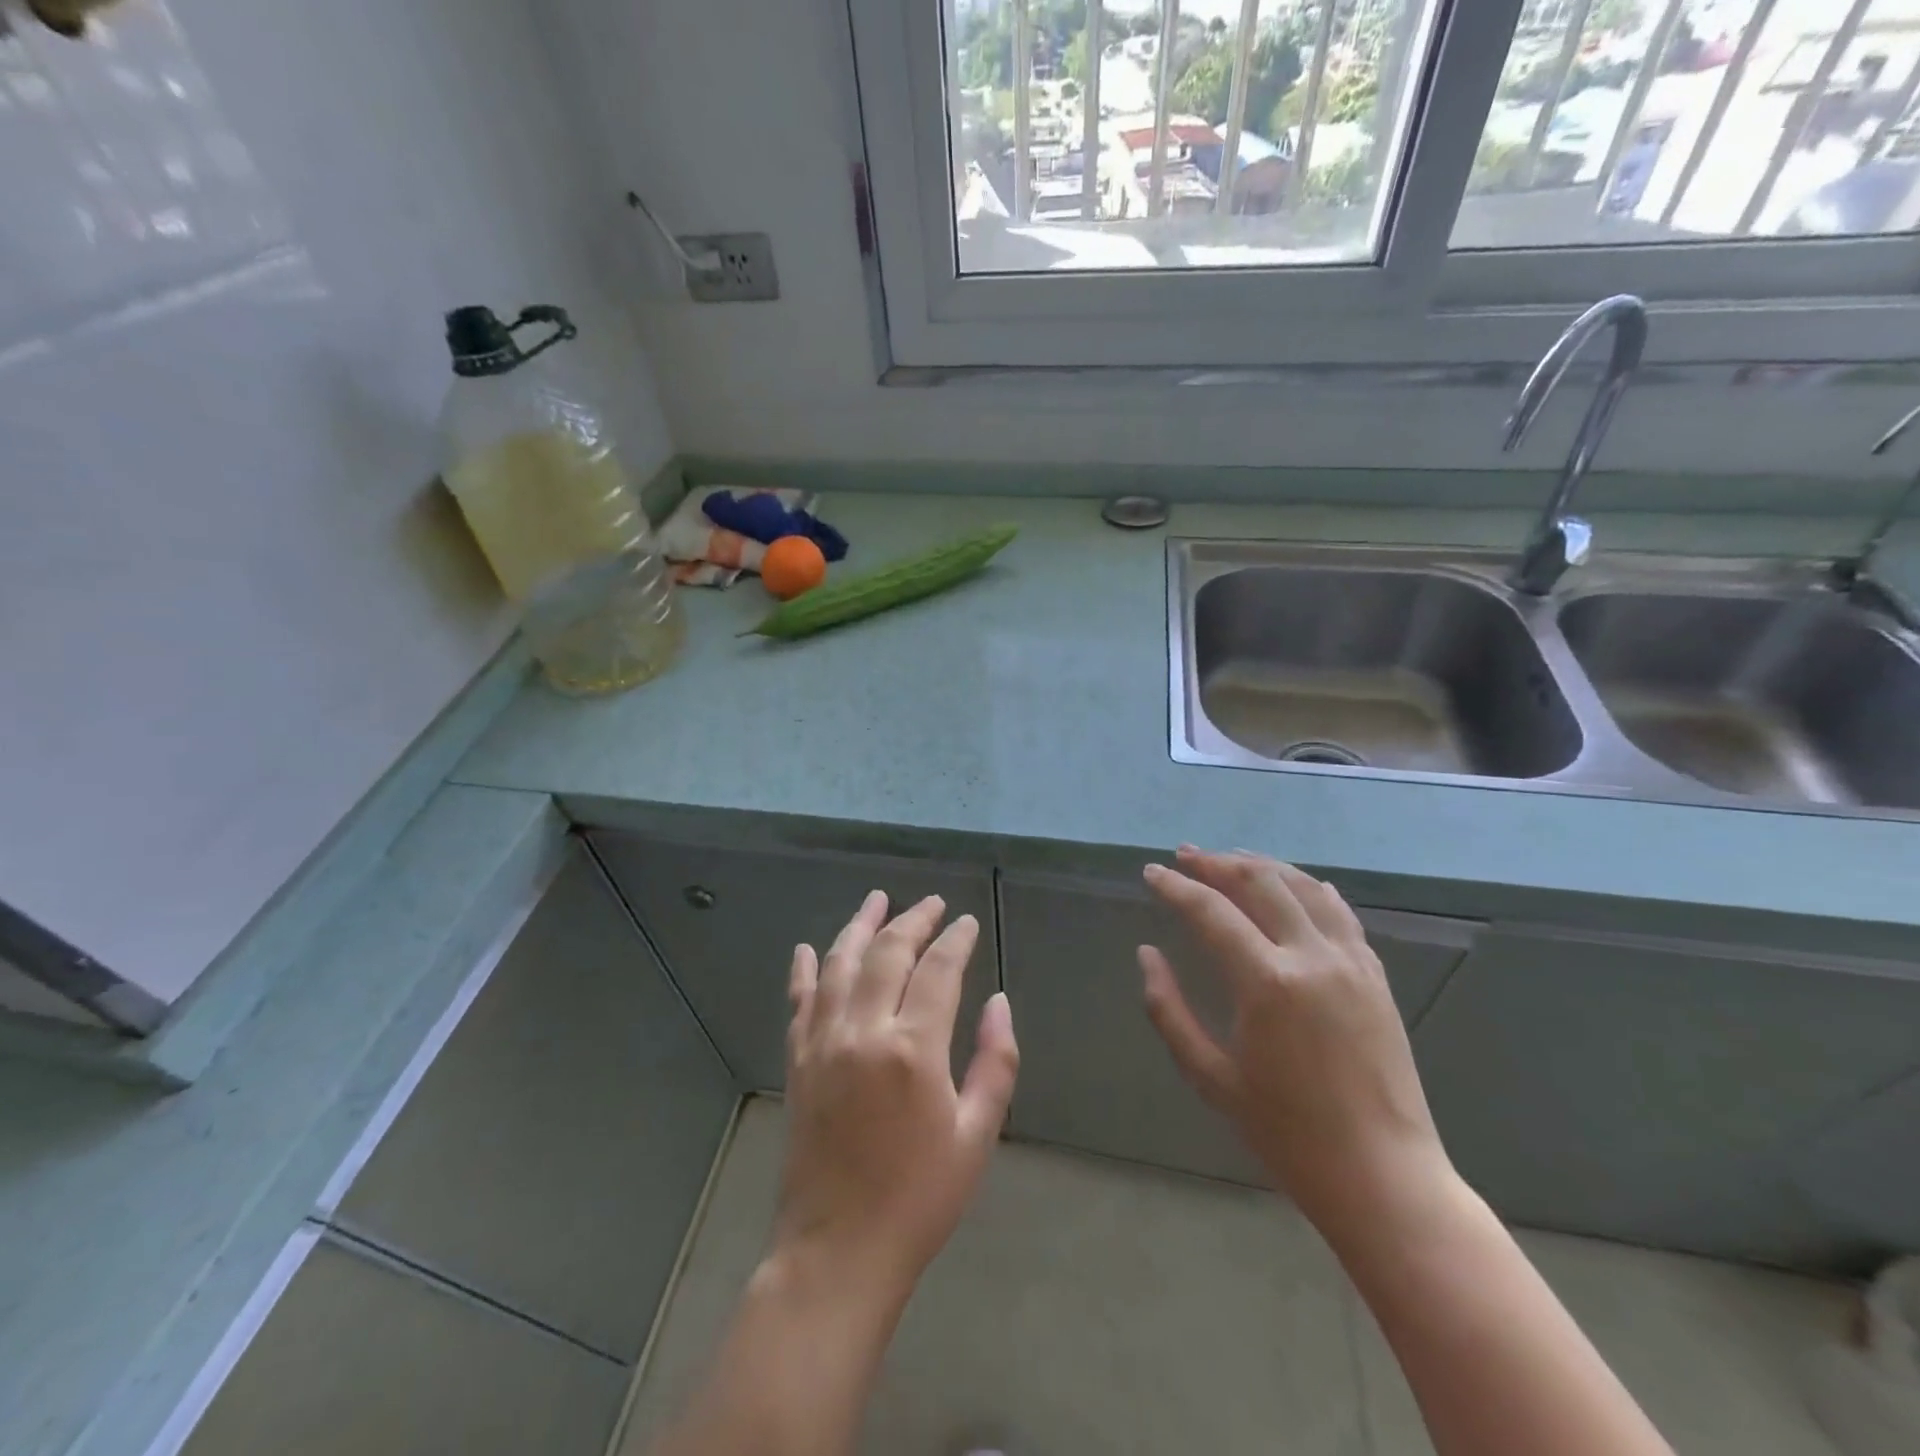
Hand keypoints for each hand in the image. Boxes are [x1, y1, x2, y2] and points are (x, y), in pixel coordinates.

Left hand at [774, 891, 1019, 1302]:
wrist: (839, 1250)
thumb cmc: (919, 1197)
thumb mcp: (977, 1135)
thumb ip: (995, 1062)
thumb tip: (999, 1002)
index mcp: (913, 1048)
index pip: (939, 970)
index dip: (956, 940)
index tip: (967, 923)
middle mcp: (863, 1031)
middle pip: (888, 953)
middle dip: (913, 920)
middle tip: (933, 904)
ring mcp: (823, 1042)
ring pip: (840, 964)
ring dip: (859, 926)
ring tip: (876, 899)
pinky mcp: (798, 1061)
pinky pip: (799, 1001)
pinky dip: (803, 970)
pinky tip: (807, 948)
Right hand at [1140, 846, 1451, 1228]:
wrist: (1382, 1176)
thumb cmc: (1286, 1133)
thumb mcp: (1210, 1076)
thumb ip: (1169, 1010)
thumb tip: (1147, 954)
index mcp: (1266, 982)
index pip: (1210, 912)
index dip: (1176, 887)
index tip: (1151, 872)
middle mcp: (1311, 956)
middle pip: (1259, 882)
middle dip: (1216, 863)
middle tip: (1185, 855)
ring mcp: (1351, 962)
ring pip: (1302, 887)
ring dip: (1262, 866)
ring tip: (1230, 859)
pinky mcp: (1375, 975)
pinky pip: (1339, 912)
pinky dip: (1309, 888)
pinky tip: (1294, 885)